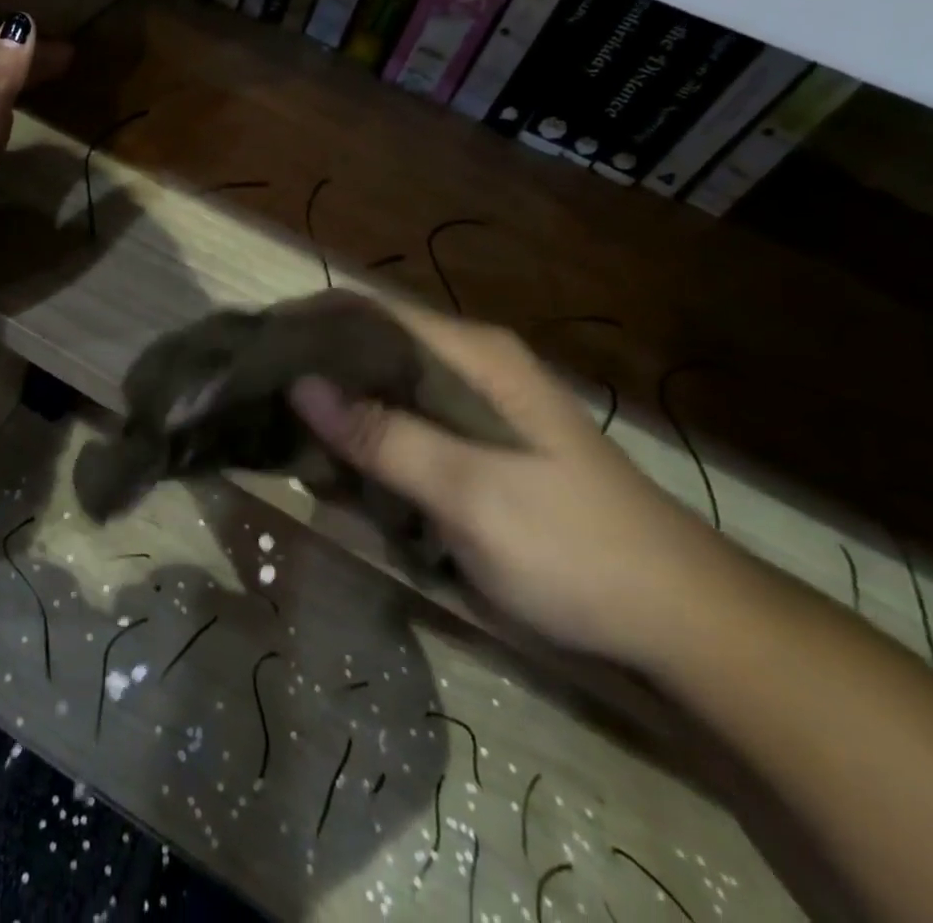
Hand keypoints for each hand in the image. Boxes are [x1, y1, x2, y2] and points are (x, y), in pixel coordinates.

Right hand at [289, 311, 735, 667]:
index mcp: (473, 354)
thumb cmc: (574, 549)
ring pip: (380, 389)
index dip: (305, 323)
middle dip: (312, 372)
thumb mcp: (470, 495)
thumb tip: (298, 384)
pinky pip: (400, 426)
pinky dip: (364, 443)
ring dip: (335, 414)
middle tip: (253, 404)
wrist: (682, 620)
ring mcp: (473, 405)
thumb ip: (383, 436)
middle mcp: (469, 364)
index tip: (249, 351)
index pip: (368, 311)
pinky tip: (336, 472)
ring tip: (281, 440)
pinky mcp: (474, 445)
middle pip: (370, 347)